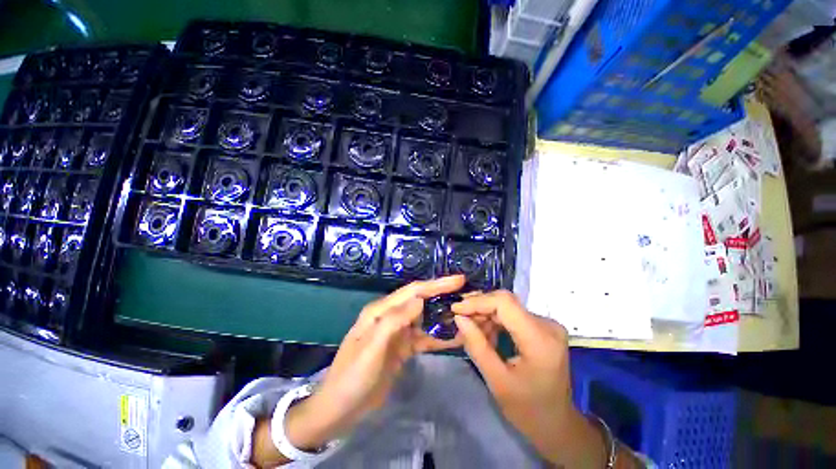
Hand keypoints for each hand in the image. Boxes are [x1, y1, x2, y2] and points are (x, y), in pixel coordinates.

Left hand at [284, 275, 466, 450]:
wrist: (340, 409)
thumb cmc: (352, 377)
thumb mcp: (371, 349)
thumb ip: (394, 322)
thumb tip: (420, 300)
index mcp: (381, 311)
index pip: (413, 291)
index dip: (436, 284)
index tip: (459, 280)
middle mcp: (391, 317)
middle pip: (421, 301)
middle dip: (443, 296)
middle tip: (467, 295)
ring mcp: (398, 333)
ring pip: (426, 319)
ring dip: (444, 316)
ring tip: (466, 315)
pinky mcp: (403, 348)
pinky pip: (425, 338)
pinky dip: (440, 337)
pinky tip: (455, 338)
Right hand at [452, 291, 607, 467]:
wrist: (557, 424)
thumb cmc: (528, 410)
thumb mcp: (497, 381)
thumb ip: (477, 346)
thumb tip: (459, 318)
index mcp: (540, 340)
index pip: (505, 303)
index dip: (477, 302)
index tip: (455, 309)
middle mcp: (547, 325)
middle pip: (505, 302)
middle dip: (478, 309)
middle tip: (459, 321)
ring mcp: (547, 324)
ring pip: (506, 307)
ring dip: (485, 316)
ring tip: (470, 332)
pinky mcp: (542, 327)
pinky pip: (512, 315)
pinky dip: (495, 322)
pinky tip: (485, 335)